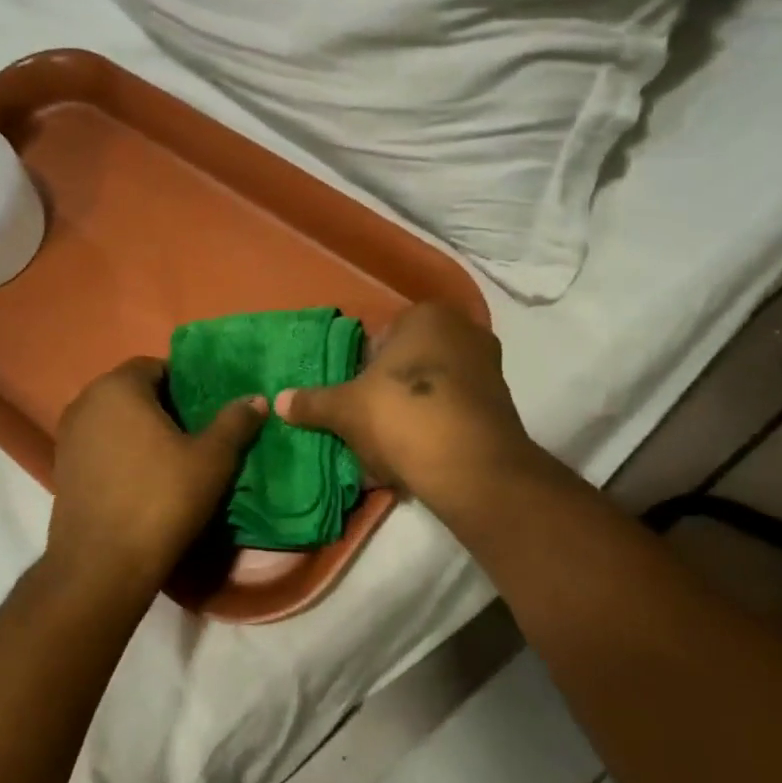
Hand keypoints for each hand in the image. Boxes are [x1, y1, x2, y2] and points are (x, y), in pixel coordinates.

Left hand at [43, 358, 265, 597]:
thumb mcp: (211, 460)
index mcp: (118, 387)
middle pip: (133, 392)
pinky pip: (100, 446)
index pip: (156, 366)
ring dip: (142, 431)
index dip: (186, 383)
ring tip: (174, 458)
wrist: (102, 565)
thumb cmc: (161, 499)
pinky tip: (144, 480)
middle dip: (164, 407)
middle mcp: (85, 402)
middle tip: (197, 433)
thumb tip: (257, 398)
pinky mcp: (62, 468)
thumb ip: (235, 422)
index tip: (207, 409)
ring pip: (115, 420)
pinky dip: (122, 453)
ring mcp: (68, 436)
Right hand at [275, 303, 544, 522]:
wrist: (471, 466)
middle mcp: (464, 330)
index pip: (383, 335)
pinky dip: (437, 427)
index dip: (363, 367)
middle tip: (369, 419)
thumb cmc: (402, 416)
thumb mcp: (346, 409)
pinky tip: (418, 454)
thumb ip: (313, 402)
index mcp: (426, 316)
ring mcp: (490, 367)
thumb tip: (279, 400)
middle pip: (411, 361)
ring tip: (391, 444)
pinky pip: (456, 410)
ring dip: (413, 410)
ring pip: (434, 387)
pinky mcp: (502, 404)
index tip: (354, 396)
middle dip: (391, 388)